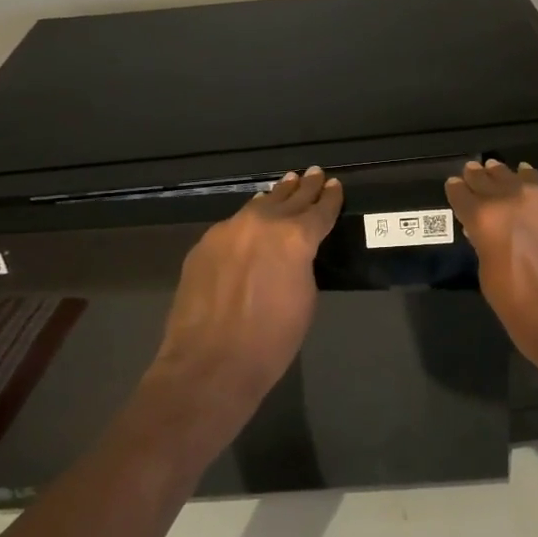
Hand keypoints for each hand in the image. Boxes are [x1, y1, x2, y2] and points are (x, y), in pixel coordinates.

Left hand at [150, 167, 343, 417]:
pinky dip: (247, 221)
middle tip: (313, 173)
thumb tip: (294, 252)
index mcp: (296, 237)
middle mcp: (262, 223)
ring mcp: (228, 231)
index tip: (334, 185)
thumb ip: (302, 264)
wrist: (209, 363)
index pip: (319, 210)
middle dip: (304, 187)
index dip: (329, 197)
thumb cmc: (271, 340)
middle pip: (289, 198)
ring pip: (257, 206)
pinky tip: (250, 221)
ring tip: (285, 185)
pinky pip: (232, 226)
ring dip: (275, 197)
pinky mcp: (204, 245)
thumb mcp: (305, 298)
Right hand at [445, 159, 537, 367]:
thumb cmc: (529, 317)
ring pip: (523, 177)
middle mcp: (517, 199)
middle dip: (480, 178)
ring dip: (508, 177)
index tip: (454, 185)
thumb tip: (483, 233)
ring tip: (500, 172)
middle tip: (473, 171)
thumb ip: (485, 249)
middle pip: (492, 180)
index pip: (464, 196)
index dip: (457, 191)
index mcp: (488, 219)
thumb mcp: (491, 283)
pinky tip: (534, 186)